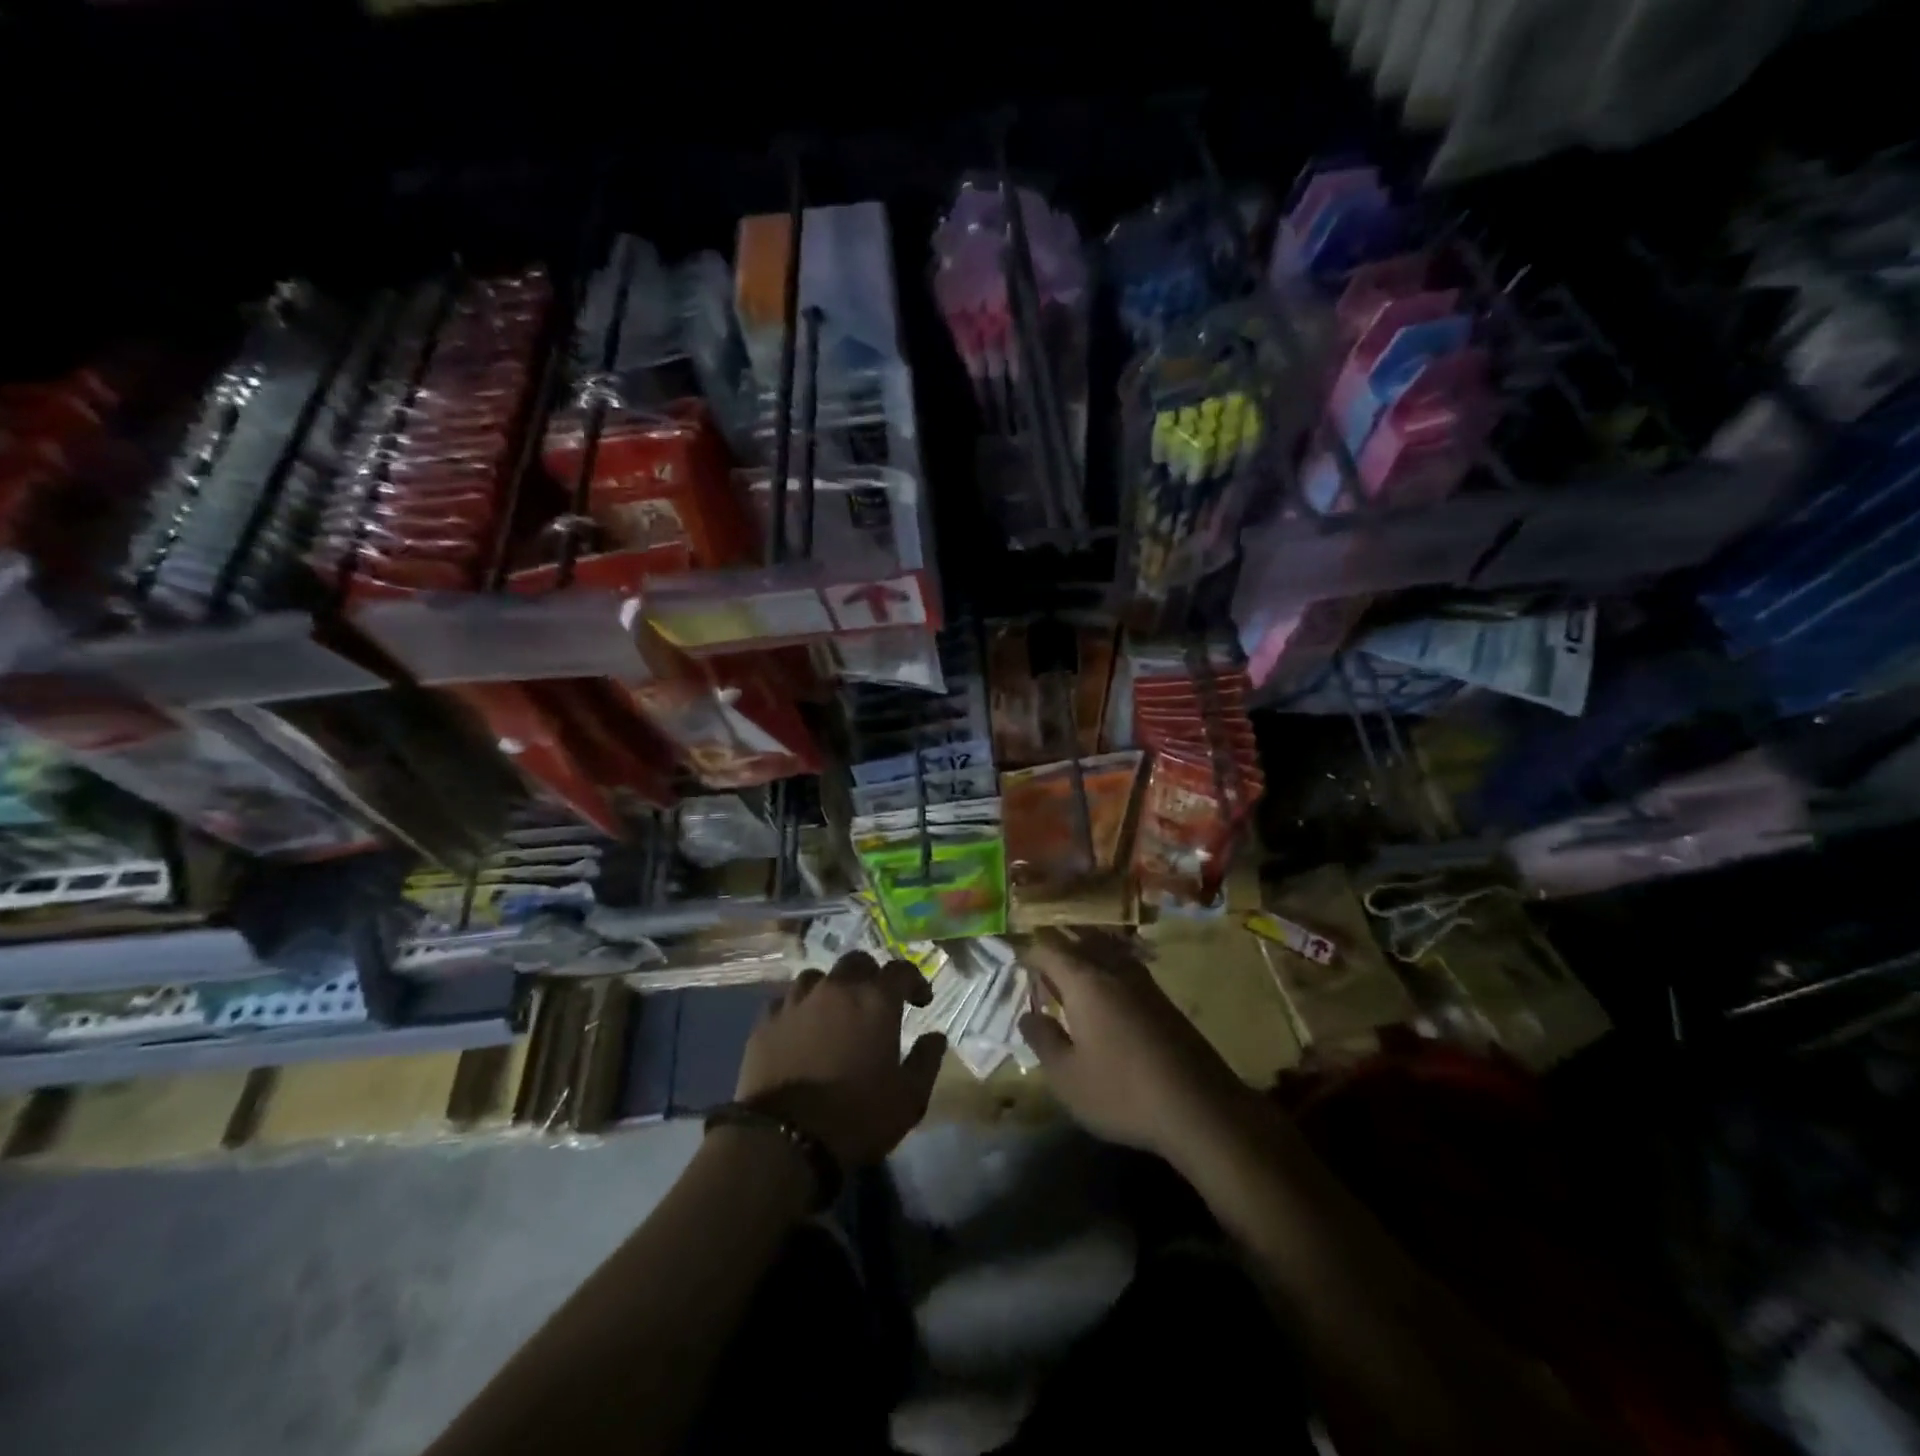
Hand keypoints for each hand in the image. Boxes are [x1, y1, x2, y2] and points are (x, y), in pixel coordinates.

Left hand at [736, 951, 946, 1167]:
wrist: (785, 1140)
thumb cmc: (857, 1117)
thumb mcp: (909, 1097)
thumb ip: (927, 1060)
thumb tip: (936, 1036)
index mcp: (876, 1001)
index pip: (901, 970)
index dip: (915, 980)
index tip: (920, 1001)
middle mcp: (836, 989)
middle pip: (857, 962)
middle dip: (871, 976)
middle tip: (876, 1002)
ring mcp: (797, 1001)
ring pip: (817, 977)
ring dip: (831, 988)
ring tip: (834, 1012)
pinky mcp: (766, 1022)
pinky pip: (785, 1001)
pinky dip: (797, 1009)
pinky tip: (799, 1029)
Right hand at [1018, 928, 1254, 1158]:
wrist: (1199, 1107)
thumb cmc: (1122, 1092)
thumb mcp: (1067, 1077)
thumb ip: (1042, 1040)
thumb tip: (1027, 1015)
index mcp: (1084, 981)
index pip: (1049, 948)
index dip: (1028, 950)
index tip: (1015, 960)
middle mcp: (1113, 969)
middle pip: (1080, 940)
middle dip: (1056, 945)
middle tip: (1038, 961)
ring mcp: (1143, 981)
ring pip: (1106, 949)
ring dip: (1084, 951)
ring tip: (1068, 969)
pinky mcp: (1163, 999)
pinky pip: (1125, 964)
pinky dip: (1106, 966)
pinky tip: (1105, 989)